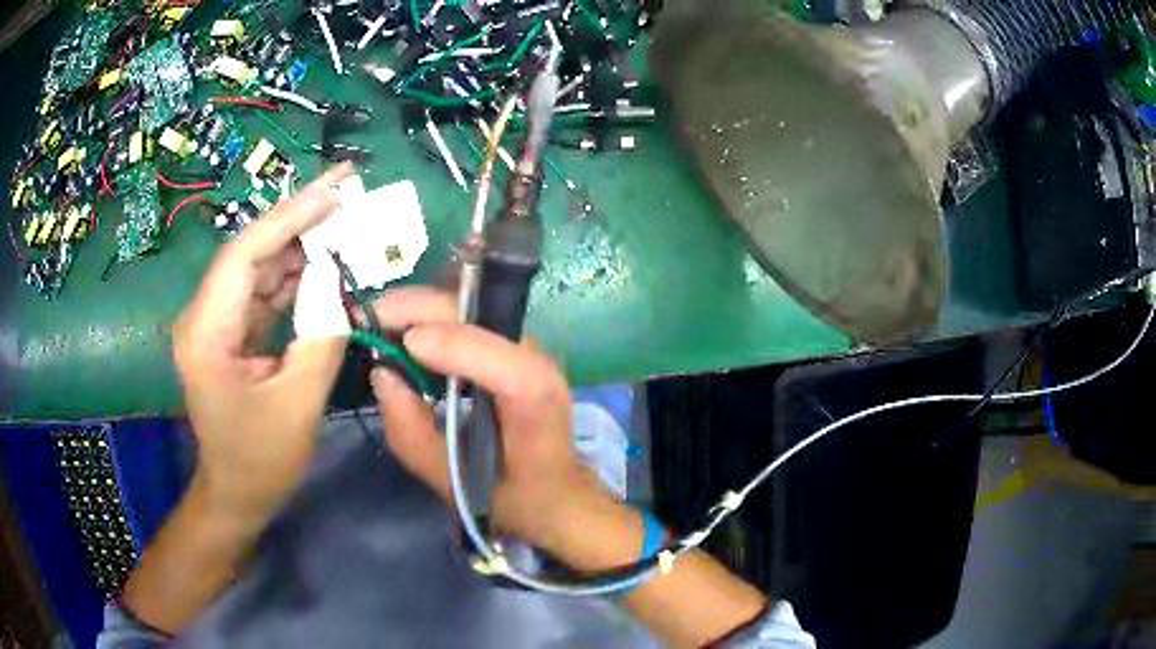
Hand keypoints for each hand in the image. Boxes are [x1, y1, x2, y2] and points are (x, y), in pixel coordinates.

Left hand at [172, 163, 352, 525]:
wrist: (236, 493)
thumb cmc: (262, 461)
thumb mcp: (299, 405)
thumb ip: (320, 335)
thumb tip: (336, 278)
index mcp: (206, 335)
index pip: (243, 257)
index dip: (288, 218)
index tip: (335, 192)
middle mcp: (203, 317)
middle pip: (249, 251)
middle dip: (297, 217)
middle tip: (345, 186)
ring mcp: (215, 322)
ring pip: (257, 266)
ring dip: (299, 242)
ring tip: (343, 217)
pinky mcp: (229, 331)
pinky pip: (262, 290)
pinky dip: (294, 274)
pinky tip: (324, 261)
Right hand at [363, 287, 625, 558]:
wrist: (555, 489)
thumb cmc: (510, 494)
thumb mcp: (454, 482)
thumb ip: (414, 436)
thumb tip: (381, 375)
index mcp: (537, 409)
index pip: (509, 369)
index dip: (459, 347)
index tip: (406, 345)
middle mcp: (539, 364)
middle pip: (483, 319)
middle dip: (421, 310)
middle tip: (367, 319)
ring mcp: (526, 346)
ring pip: (473, 306)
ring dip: (421, 307)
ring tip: (377, 322)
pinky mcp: (510, 342)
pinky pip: (467, 315)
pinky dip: (430, 316)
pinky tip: (400, 329)